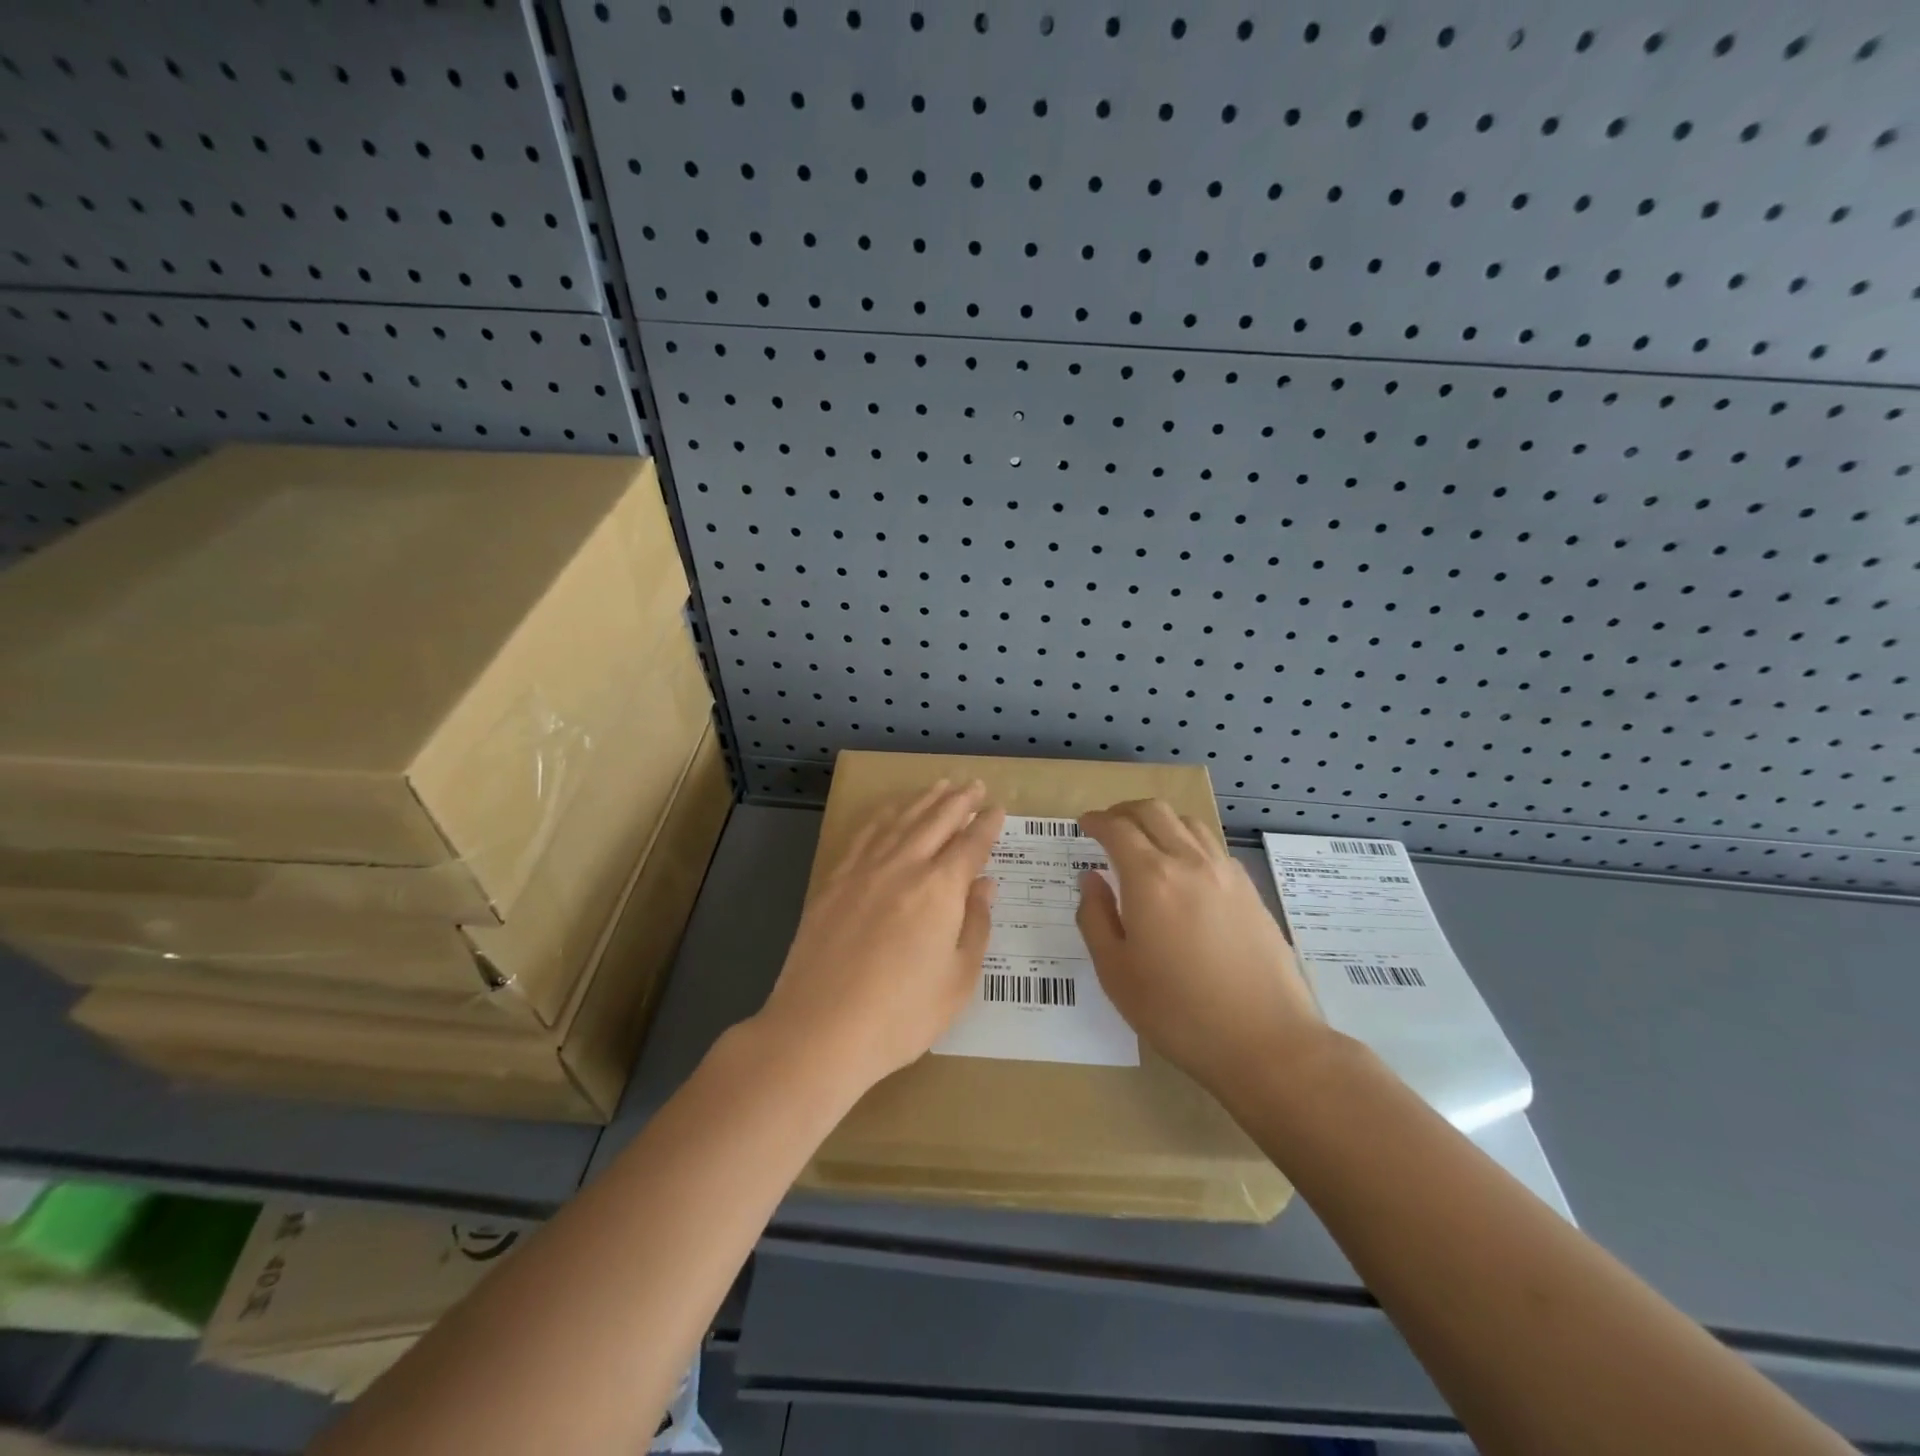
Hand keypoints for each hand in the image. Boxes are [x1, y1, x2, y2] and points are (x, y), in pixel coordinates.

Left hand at [756, 779, 1004, 1096]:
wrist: (820, 1030)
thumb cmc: (901, 1015)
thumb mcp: (958, 980)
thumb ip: (975, 926)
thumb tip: (984, 885)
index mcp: (940, 888)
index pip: (970, 844)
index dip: (987, 824)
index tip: (997, 809)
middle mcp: (903, 866)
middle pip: (936, 820)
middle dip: (959, 800)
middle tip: (974, 785)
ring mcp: (864, 870)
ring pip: (900, 820)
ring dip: (923, 800)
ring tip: (940, 785)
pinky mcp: (834, 881)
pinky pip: (864, 835)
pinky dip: (883, 816)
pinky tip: (890, 812)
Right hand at [1076, 799, 1324, 1099]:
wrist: (1265, 1041)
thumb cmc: (1178, 1012)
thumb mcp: (1116, 972)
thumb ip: (1096, 918)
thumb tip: (1090, 879)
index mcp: (1150, 879)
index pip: (1118, 829)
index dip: (1097, 821)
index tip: (1084, 824)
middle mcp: (1189, 862)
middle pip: (1154, 811)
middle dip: (1125, 810)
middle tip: (1109, 825)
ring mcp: (1225, 873)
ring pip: (1188, 822)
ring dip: (1160, 820)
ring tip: (1146, 841)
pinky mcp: (1250, 891)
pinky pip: (1213, 846)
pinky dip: (1188, 841)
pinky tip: (1184, 869)